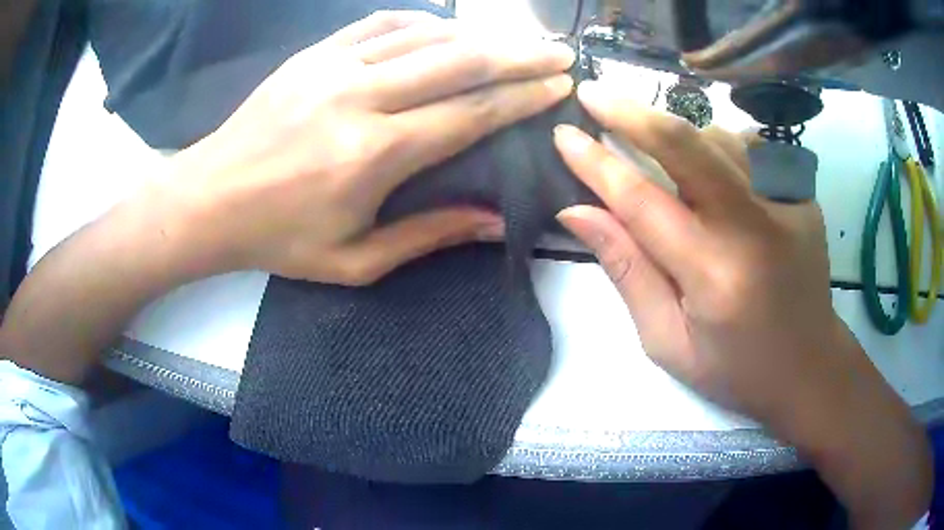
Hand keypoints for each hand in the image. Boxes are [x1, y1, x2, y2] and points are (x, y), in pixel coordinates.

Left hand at [169, 11, 574, 284]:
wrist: (209, 200)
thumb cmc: (277, 239)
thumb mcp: (353, 262)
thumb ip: (427, 236)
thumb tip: (494, 221)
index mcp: (372, 154)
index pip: (469, 113)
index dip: (521, 97)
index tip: (558, 85)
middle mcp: (359, 98)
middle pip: (458, 62)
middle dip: (519, 55)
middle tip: (558, 52)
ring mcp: (333, 67)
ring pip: (424, 36)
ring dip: (479, 34)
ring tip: (515, 39)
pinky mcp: (313, 55)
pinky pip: (380, 24)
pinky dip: (422, 22)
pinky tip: (446, 27)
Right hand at [554, 80, 930, 527]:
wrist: (808, 366)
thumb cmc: (735, 368)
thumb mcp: (667, 340)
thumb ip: (627, 270)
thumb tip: (578, 212)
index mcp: (715, 275)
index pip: (642, 200)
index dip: (597, 163)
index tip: (563, 134)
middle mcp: (755, 227)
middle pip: (687, 145)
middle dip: (632, 112)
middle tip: (594, 93)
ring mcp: (787, 203)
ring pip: (718, 137)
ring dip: (677, 132)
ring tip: (654, 144)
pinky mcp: (803, 194)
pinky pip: (750, 148)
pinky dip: (718, 145)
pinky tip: (710, 166)